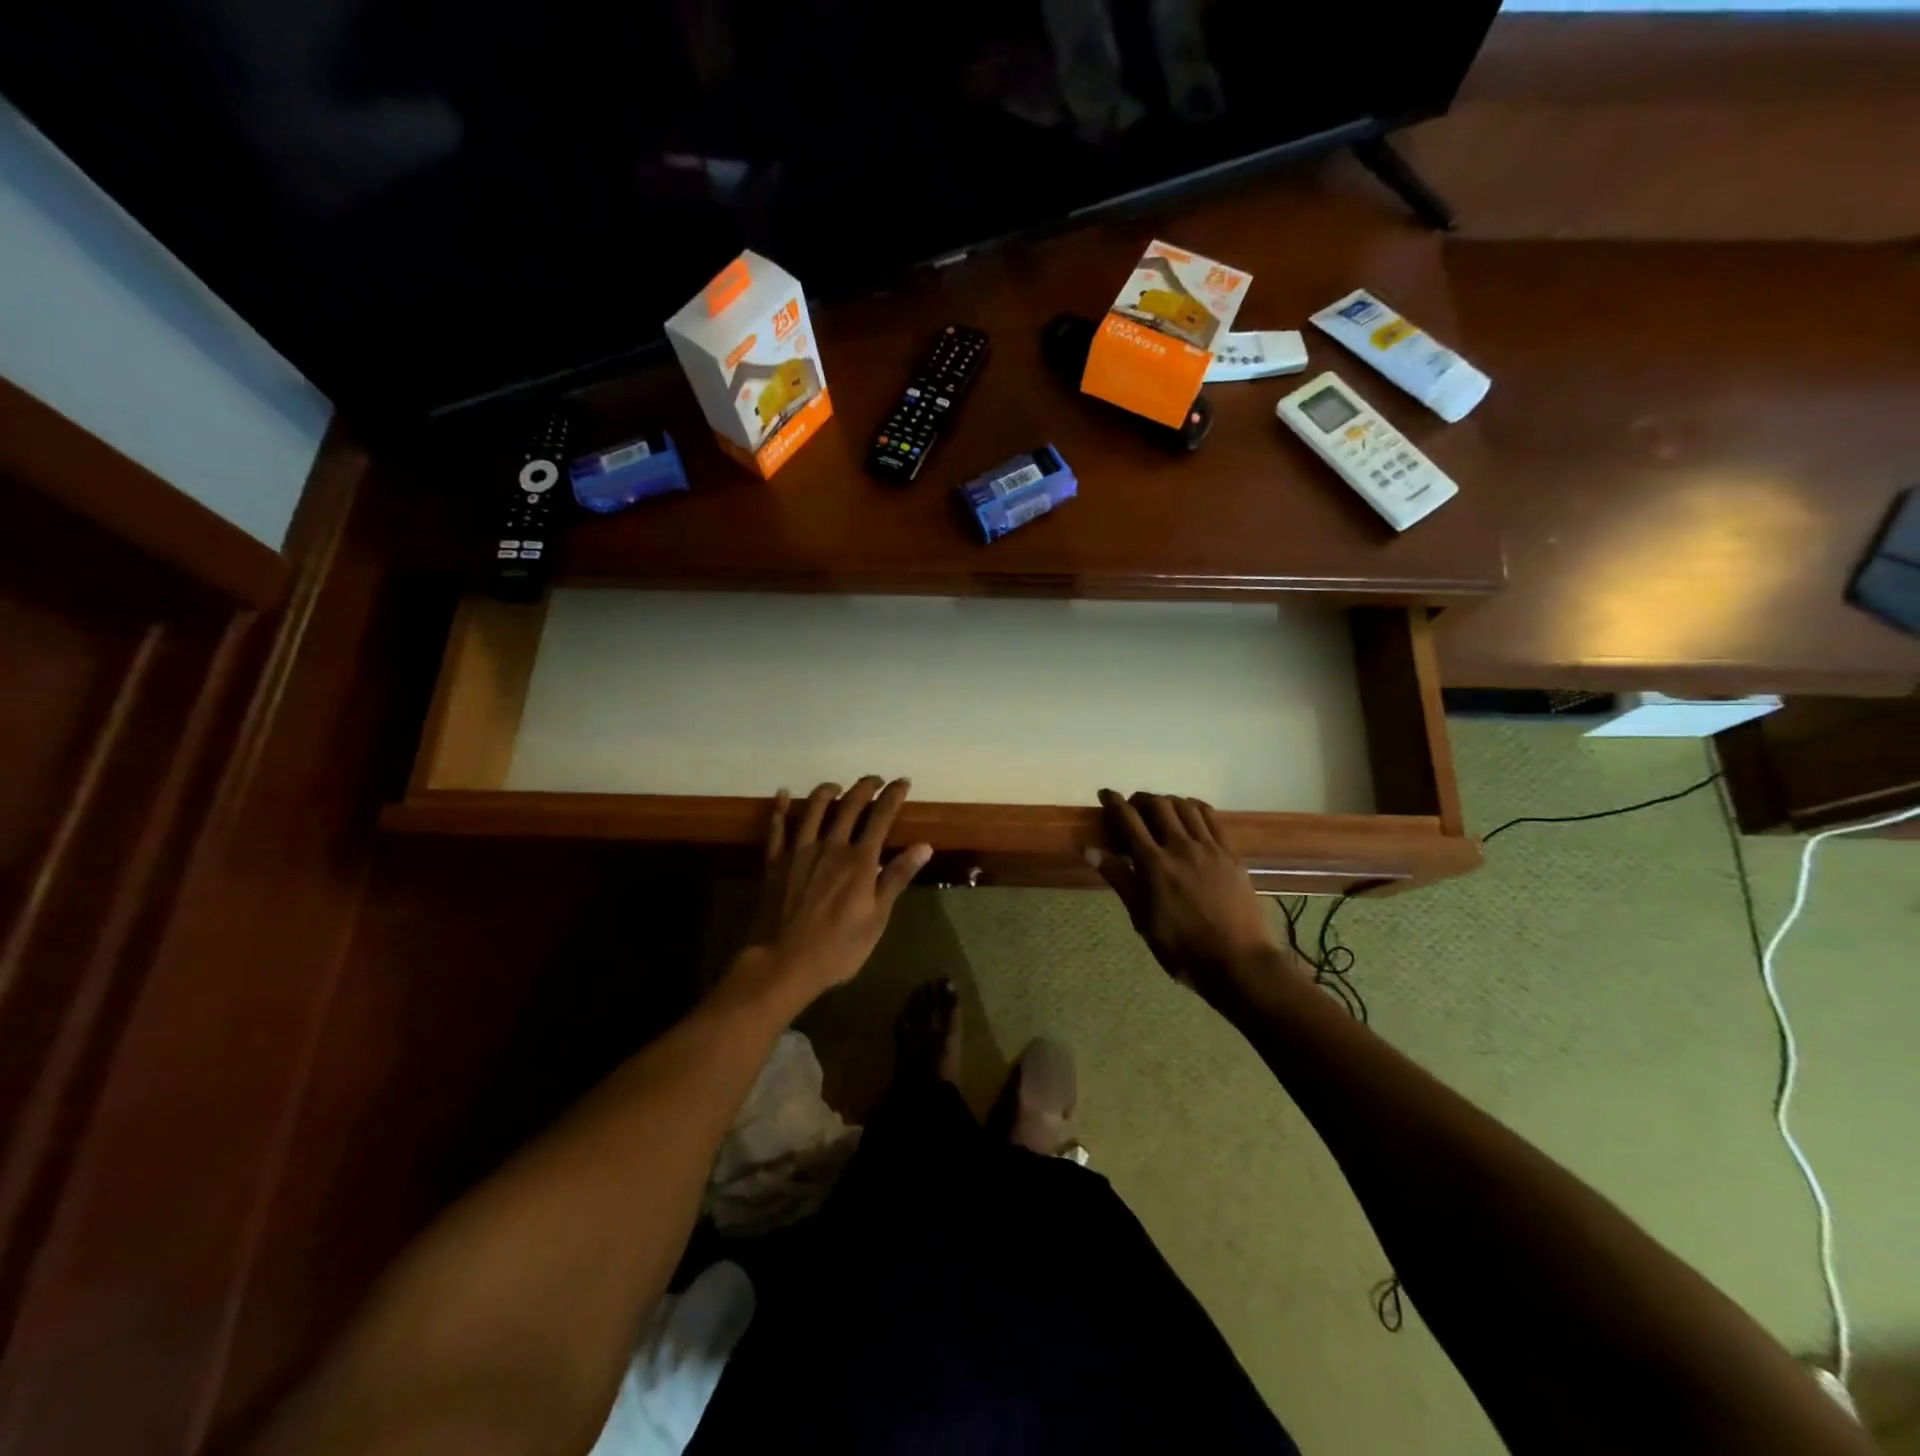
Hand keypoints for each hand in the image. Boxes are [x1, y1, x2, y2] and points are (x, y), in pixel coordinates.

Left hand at [744, 777, 932, 1006]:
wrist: (783, 962)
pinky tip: (784, 794)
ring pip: (814, 809)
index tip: (902, 782)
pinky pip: (777, 828)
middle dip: (864, 788)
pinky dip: (780, 808)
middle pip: (849, 806)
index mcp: (859, 861)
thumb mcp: (877, 918)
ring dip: (827, 791)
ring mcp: (799, 851)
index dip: (892, 797)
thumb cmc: (838, 948)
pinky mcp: (775, 862)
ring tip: (836, 785)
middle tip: (874, 779)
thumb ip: (896, 878)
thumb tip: (923, 846)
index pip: (880, 818)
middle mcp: (831, 846)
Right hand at [1091, 789, 1304, 1008]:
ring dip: (1167, 801)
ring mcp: (1209, 848)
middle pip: (1158, 805)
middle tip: (1132, 807)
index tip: (1105, 794)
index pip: (1128, 820)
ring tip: (1160, 809)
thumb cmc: (1182, 948)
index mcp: (1154, 864)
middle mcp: (1180, 847)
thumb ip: (1120, 879)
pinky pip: (1212, 818)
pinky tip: (1190, 812)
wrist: (1239, 961)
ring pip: (1185, 806)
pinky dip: (1195, 807)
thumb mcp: (1142, 919)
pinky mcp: (1231, 853)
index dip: (1114, 802)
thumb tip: (1090, 850)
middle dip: (1140, 799)